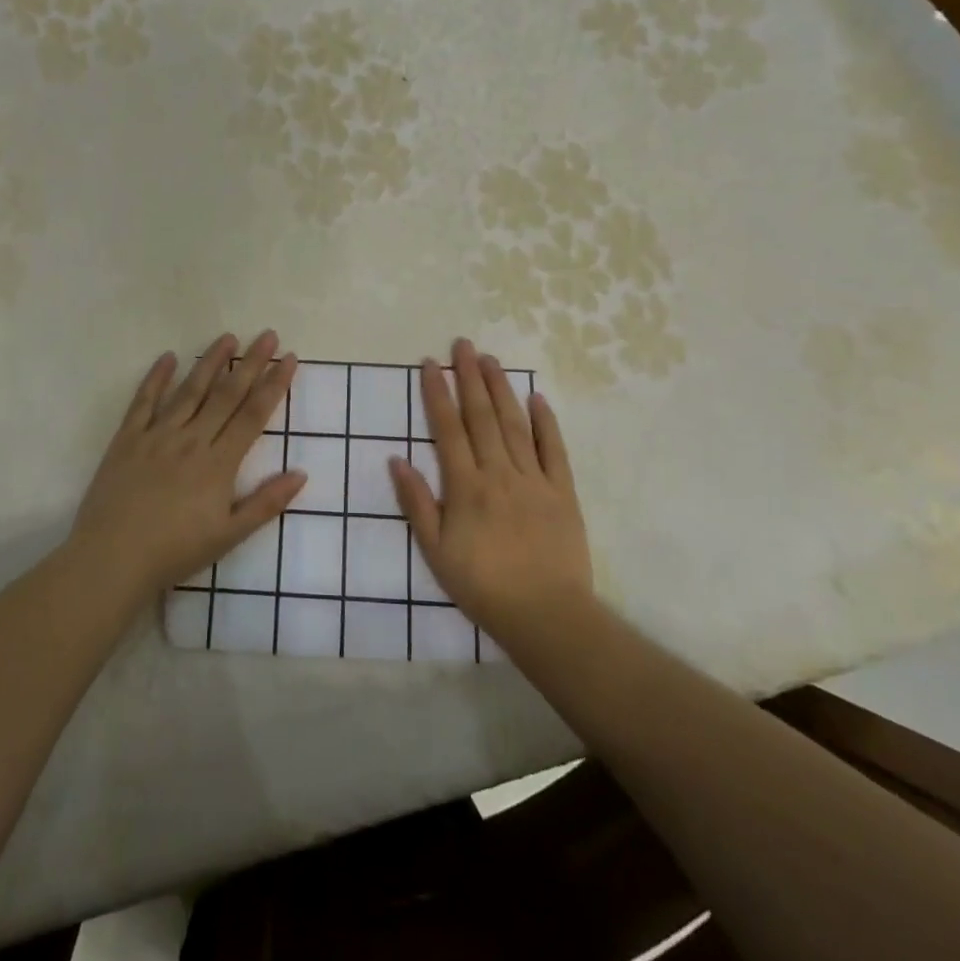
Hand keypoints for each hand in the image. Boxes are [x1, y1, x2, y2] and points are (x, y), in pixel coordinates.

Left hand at [70, 331, 305, 599]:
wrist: (112, 560)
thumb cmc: (175, 552)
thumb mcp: (229, 536)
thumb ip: (266, 503)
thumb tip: (301, 473)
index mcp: (218, 463)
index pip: (253, 414)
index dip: (274, 384)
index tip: (288, 358)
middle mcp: (191, 440)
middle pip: (226, 394)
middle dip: (250, 363)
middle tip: (267, 334)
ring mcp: (157, 436)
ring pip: (189, 390)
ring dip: (210, 362)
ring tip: (228, 337)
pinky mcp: (127, 439)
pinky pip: (143, 402)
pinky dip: (156, 378)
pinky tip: (168, 357)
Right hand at [391, 338, 594, 644]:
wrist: (545, 615)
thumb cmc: (482, 586)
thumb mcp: (435, 551)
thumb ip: (416, 503)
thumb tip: (396, 459)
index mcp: (466, 486)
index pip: (448, 428)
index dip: (437, 393)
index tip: (430, 364)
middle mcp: (499, 473)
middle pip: (482, 416)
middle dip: (469, 377)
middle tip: (463, 344)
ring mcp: (534, 479)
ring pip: (515, 424)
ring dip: (501, 388)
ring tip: (490, 360)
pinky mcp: (562, 491)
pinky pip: (554, 449)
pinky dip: (546, 421)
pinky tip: (537, 397)